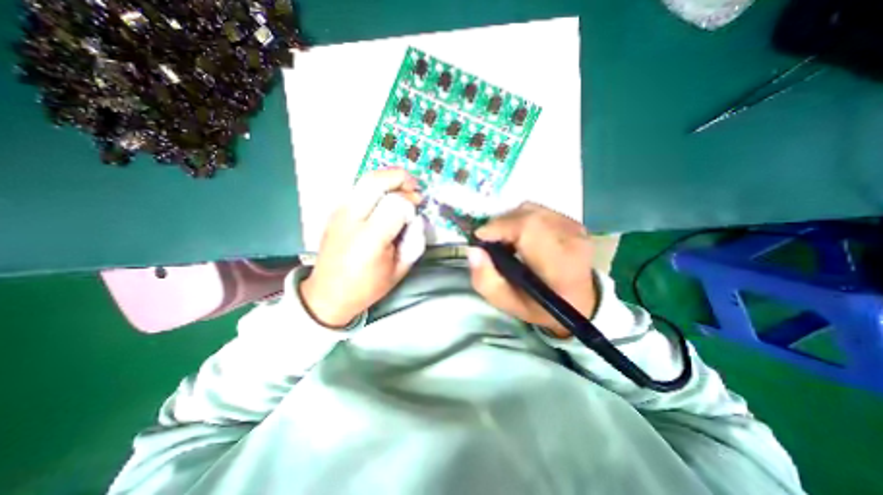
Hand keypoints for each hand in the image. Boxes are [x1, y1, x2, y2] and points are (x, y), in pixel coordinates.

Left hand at [299, 171, 425, 327]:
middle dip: (400, 178)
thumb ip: (414, 241)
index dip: (411, 204)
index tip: (416, 212)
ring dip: (388, 179)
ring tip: (402, 190)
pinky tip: (385, 198)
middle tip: (414, 187)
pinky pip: (358, 188)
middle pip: (376, 181)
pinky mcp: (335, 211)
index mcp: (370, 240)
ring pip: (365, 179)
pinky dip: (377, 186)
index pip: (396, 204)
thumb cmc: (367, 287)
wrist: (326, 294)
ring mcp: (339, 212)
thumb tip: (416, 216)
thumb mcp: (399, 270)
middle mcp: (351, 219)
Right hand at [464, 203, 596, 337]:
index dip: (500, 226)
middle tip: (491, 240)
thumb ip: (486, 280)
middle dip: (501, 223)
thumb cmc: (540, 306)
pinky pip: (539, 210)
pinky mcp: (574, 222)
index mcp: (558, 266)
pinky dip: (523, 219)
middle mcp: (572, 241)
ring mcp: (576, 228)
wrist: (578, 303)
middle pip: (528, 214)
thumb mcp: (507, 303)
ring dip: (511, 220)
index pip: (528, 228)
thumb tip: (474, 250)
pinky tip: (520, 235)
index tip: (481, 237)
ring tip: (505, 239)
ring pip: (532, 209)